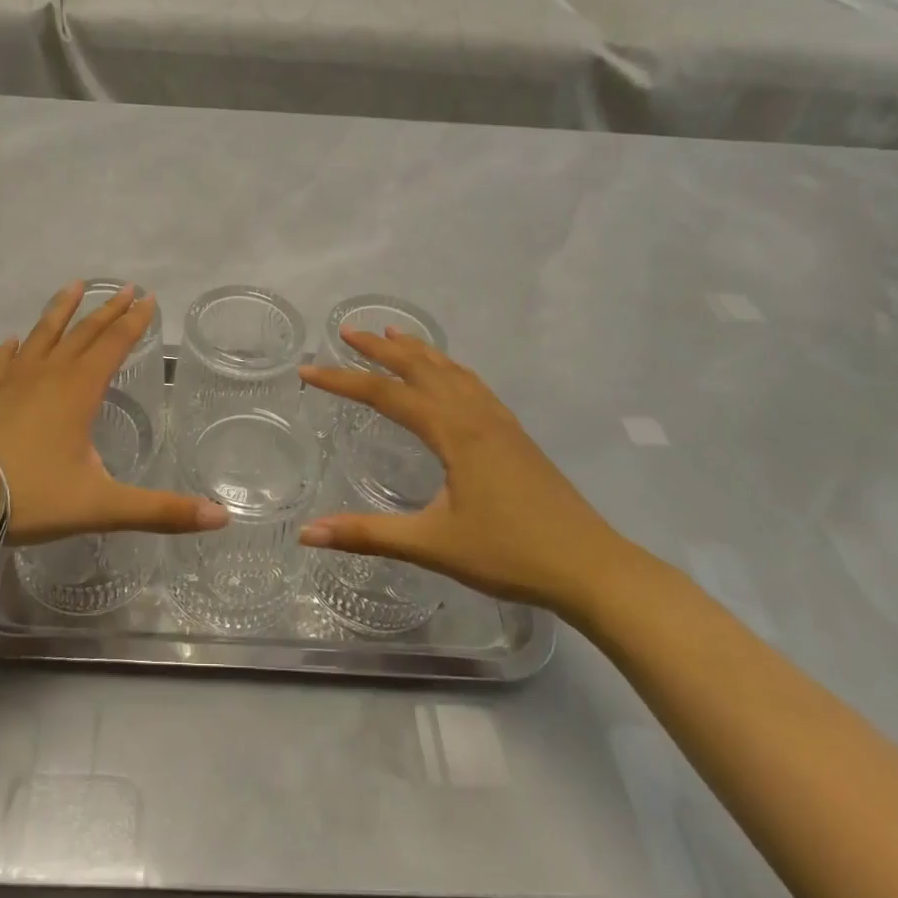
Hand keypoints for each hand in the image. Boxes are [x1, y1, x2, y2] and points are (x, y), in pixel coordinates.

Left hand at [0, 281, 228, 545]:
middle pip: (82, 333)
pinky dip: (12, 349)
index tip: (148, 297)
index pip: (113, 345)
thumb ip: (161, 511)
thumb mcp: (101, 506)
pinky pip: (1, 362)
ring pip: (41, 336)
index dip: (133, 322)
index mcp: (78, 391)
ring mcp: (8, 381)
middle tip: (124, 287)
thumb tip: (222, 517)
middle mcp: (46, 375)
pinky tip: (12, 341)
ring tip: (73, 286)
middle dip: (106, 310)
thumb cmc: (29, 496)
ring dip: (60, 311)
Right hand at [299, 328, 637, 613]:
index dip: (343, 381)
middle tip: (348, 331)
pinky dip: (448, 368)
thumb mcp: (432, 545)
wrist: (590, 567)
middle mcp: (475, 415)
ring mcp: (500, 422)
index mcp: (454, 432)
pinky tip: (448, 374)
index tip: (308, 370)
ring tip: (392, 334)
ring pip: (451, 371)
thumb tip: (306, 533)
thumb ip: (368, 534)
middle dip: (381, 348)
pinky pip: (473, 385)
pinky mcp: (515, 435)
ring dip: (418, 350)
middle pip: (421, 368)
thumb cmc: (510, 554)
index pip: (386, 394)